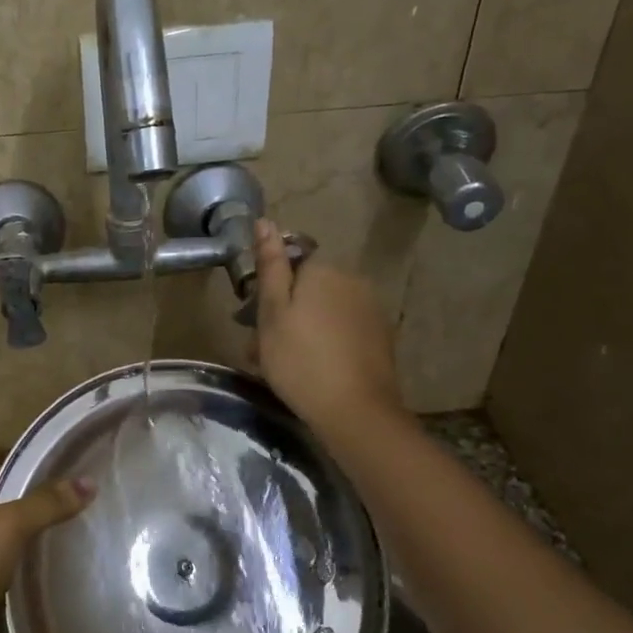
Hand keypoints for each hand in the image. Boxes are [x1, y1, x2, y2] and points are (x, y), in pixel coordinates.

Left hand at [0, 466, 94, 632]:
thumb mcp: (9, 526)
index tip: (82, 482)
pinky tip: (65, 567)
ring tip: (85, 535)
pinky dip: (33, 566)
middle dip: (46, 509)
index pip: (9, 471)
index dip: (43, 475)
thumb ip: (48, 503)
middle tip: (91, 510)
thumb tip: (90, 482)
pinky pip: (13, 564)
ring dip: (42, 540)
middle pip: (13, 504)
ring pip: (15, 537)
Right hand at [251, 218, 404, 434]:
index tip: (252, 320)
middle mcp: (352, 280)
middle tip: (261, 350)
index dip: (269, 290)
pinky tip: (313, 370)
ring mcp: (371, 309)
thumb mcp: (272, 313)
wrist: (355, 411)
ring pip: (323, 311)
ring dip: (302, 329)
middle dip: (284, 312)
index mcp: (323, 270)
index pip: (289, 263)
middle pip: (307, 288)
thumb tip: (265, 221)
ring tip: (283, 365)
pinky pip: (342, 330)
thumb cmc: (300, 360)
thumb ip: (270, 265)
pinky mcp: (380, 337)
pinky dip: (324, 343)